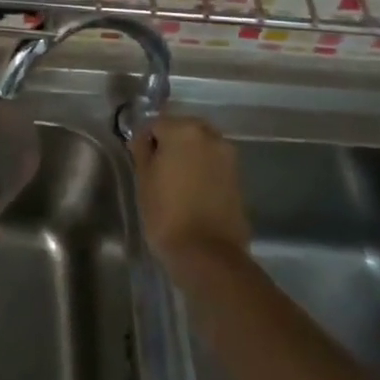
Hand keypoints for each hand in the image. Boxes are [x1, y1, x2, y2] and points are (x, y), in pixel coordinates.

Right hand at [132, 115, 251, 278]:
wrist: (207, 255)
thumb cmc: (167, 213)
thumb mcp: (143, 179)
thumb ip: (142, 149)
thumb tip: (142, 138)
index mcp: (183, 130)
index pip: (156, 124)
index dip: (145, 141)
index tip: (140, 161)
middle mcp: (210, 135)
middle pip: (182, 130)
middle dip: (170, 144)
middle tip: (158, 170)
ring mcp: (228, 156)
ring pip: (200, 146)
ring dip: (188, 156)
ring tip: (176, 182)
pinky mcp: (239, 178)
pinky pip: (214, 164)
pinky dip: (203, 170)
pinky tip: (193, 191)